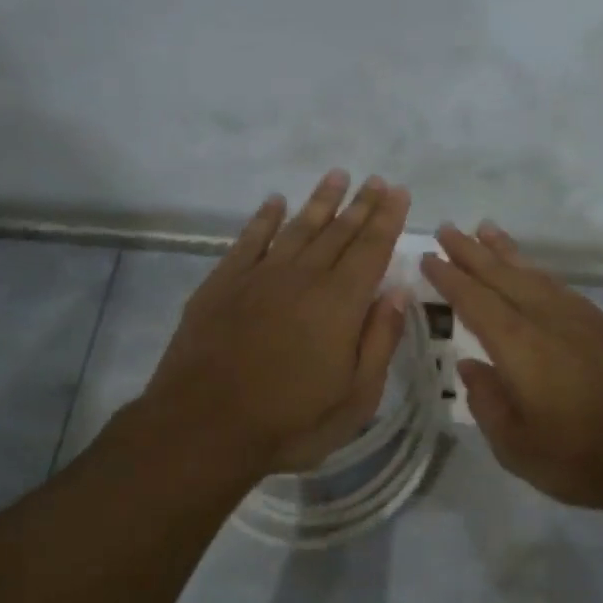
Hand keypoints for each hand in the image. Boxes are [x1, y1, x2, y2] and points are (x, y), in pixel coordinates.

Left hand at [143, 170, 412, 474]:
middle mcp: (304, 277)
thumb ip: (380, 341)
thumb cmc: (290, 420)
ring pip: (298, 227)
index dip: (388, 219)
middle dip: (362, 204)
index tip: (399, 192)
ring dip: (320, 201)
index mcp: (340, 303)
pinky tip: (274, 202)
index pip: (372, 249)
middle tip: (377, 180)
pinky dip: (264, 218)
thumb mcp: (356, 397)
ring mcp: (260, 276)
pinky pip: (249, 239)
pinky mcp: (223, 283)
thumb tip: (398, 292)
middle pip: (339, 231)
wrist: (203, 426)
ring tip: (338, 175)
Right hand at [421, 222, 602, 510]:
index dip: (450, 278)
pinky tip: (532, 272)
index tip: (429, 256)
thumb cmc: (585, 456)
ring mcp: (579, 318)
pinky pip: (559, 285)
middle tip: (448, 229)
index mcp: (519, 346)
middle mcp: (547, 319)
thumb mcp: (519, 447)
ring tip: (485, 230)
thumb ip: (488, 403)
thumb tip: (470, 368)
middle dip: (472, 252)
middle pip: (503, 276)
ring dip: (506, 252)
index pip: (475, 301)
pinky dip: (538, 271)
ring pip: (534, 274)